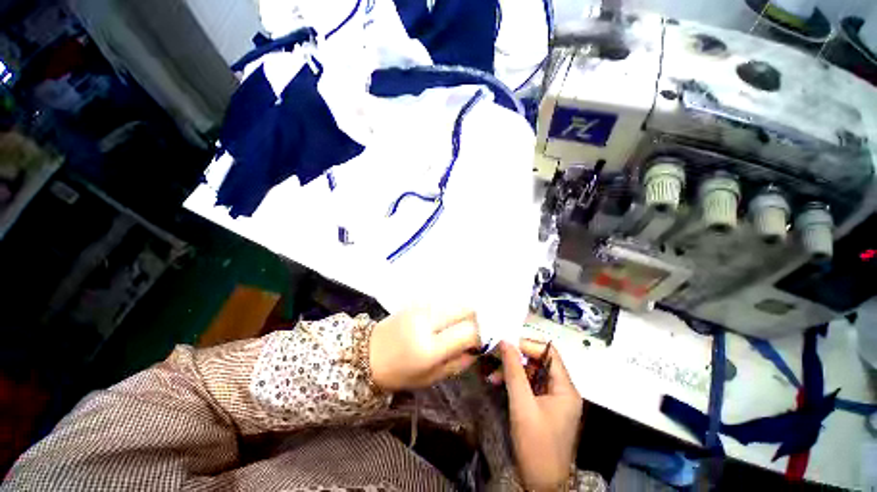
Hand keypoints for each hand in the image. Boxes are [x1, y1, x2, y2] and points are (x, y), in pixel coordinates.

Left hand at [369, 307, 480, 391]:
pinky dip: (453, 309)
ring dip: (465, 313)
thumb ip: (458, 362)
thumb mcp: (430, 378)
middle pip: (466, 309)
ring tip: (461, 327)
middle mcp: (427, 320)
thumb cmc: (398, 373)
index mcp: (429, 347)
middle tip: (474, 333)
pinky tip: (448, 320)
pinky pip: (445, 301)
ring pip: (457, 301)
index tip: (480, 343)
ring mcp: (422, 306)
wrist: (368, 353)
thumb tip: (477, 349)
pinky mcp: (418, 301)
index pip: (468, 331)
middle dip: (477, 320)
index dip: (481, 336)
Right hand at [495, 340, 581, 491]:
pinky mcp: (546, 406)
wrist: (542, 484)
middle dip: (516, 359)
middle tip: (495, 358)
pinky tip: (499, 383)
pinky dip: (515, 382)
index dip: (527, 345)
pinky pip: (531, 385)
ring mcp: (555, 399)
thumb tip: (505, 342)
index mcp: (565, 388)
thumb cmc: (536, 445)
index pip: (549, 353)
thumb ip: (514, 371)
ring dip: (513, 371)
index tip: (506, 345)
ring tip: (493, 374)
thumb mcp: (522, 405)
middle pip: (540, 362)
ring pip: (533, 373)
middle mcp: (563, 390)